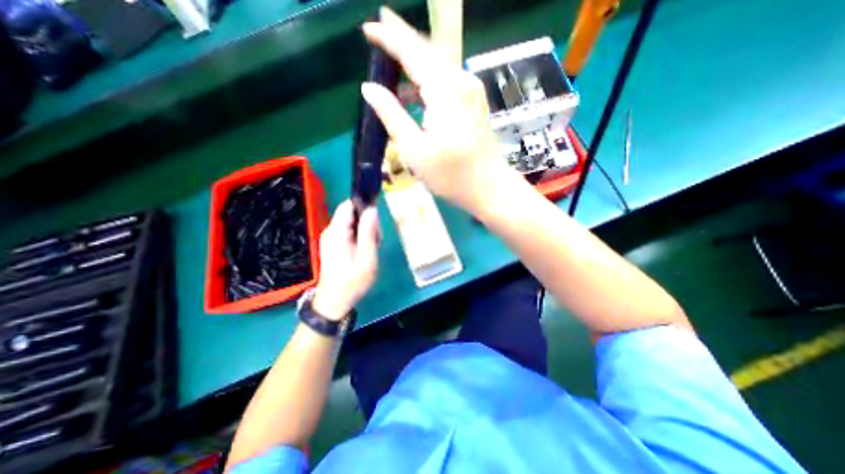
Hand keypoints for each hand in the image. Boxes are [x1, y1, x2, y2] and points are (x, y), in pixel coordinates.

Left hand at [314, 200, 380, 322]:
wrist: (335, 300)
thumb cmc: (352, 281)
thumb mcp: (367, 258)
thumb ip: (369, 233)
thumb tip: (372, 210)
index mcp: (337, 232)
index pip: (349, 205)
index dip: (364, 207)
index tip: (376, 222)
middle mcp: (331, 231)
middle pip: (352, 213)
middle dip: (367, 223)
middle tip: (376, 241)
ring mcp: (331, 237)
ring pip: (352, 223)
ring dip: (365, 232)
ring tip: (371, 249)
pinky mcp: (333, 244)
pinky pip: (349, 232)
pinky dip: (360, 238)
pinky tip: (365, 251)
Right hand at [357, 5, 514, 215]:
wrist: (489, 187)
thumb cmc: (451, 175)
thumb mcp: (415, 150)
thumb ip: (392, 115)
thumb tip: (369, 88)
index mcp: (445, 91)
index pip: (412, 53)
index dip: (389, 38)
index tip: (368, 28)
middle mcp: (461, 82)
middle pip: (428, 51)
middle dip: (403, 37)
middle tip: (380, 26)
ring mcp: (471, 91)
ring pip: (439, 63)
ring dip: (416, 57)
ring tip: (393, 53)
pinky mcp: (473, 103)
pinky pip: (447, 79)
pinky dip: (428, 77)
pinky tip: (414, 87)